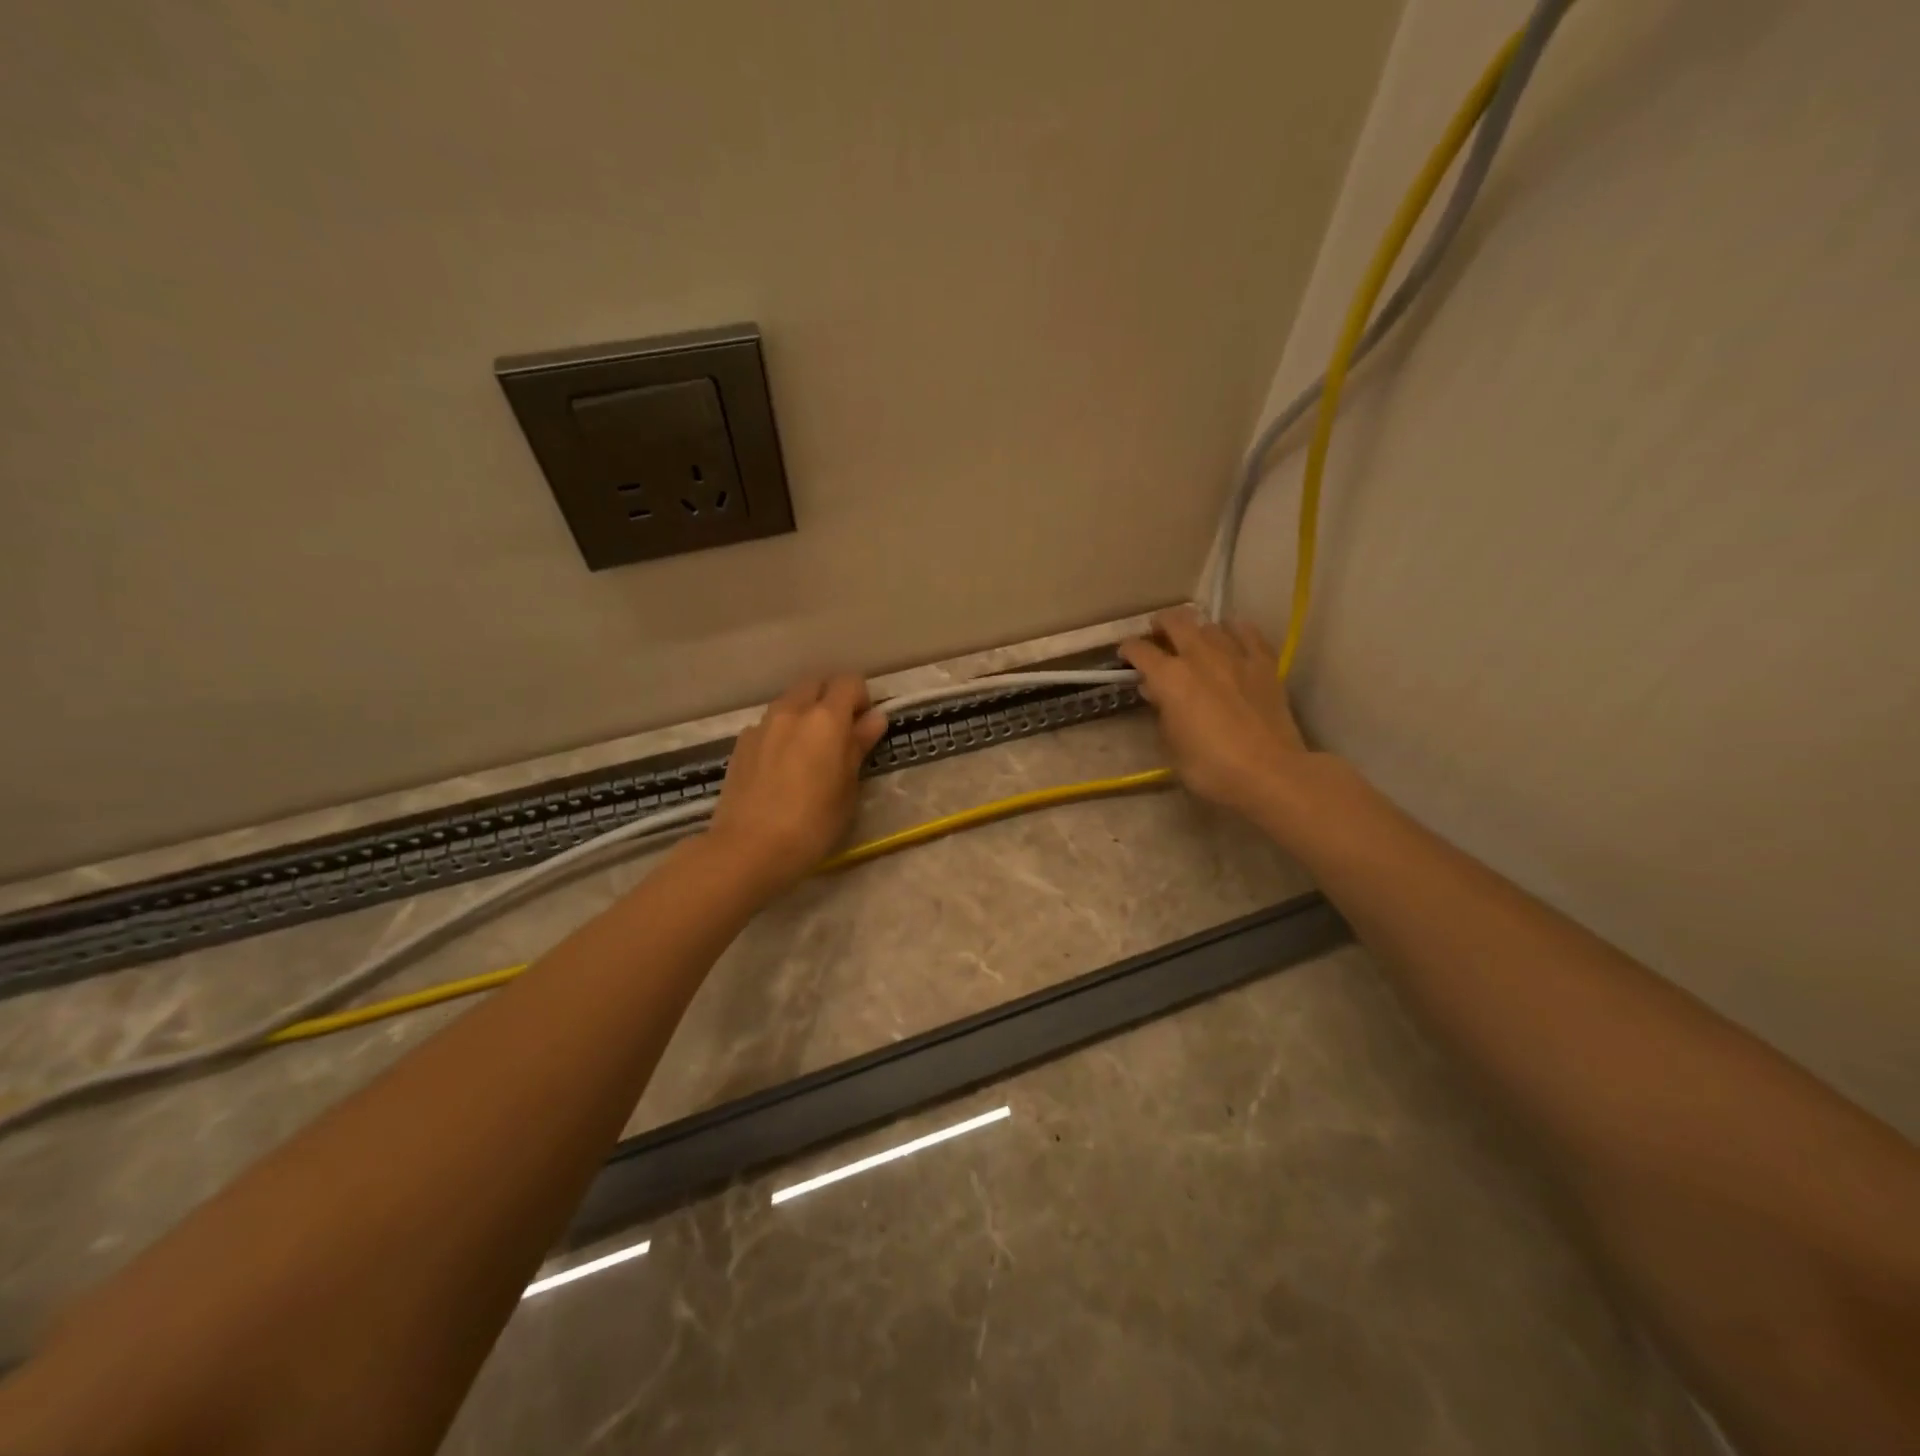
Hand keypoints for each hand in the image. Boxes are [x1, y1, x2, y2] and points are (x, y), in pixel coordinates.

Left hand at [706, 675, 887, 894]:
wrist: (749, 849)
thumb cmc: (812, 823)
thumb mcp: (847, 788)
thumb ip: (859, 746)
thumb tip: (874, 718)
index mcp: (826, 719)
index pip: (849, 682)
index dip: (861, 699)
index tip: (864, 728)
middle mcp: (791, 711)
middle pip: (815, 684)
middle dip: (831, 700)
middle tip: (839, 736)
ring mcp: (761, 726)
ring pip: (789, 703)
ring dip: (804, 715)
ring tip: (808, 753)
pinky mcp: (740, 745)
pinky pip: (768, 726)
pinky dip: (781, 734)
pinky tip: (780, 769)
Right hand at [1120, 607, 1312, 819]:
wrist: (1269, 772)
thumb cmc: (1210, 767)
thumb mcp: (1171, 745)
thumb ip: (1161, 712)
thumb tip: (1157, 692)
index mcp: (1169, 678)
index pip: (1140, 651)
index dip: (1128, 650)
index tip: (1125, 655)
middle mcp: (1198, 656)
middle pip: (1175, 622)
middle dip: (1161, 624)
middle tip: (1158, 633)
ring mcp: (1234, 655)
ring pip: (1210, 625)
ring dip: (1198, 630)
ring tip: (1196, 640)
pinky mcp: (1264, 663)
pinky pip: (1247, 632)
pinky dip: (1234, 629)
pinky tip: (1232, 635)